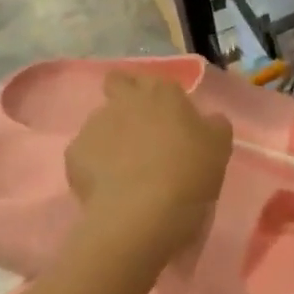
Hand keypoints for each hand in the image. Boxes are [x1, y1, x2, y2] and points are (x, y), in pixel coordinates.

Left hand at [66, 70, 232, 271]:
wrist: (142, 214)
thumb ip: (213, 125)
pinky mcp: (74, 153)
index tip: (168, 117)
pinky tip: (107, 186)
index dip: (159, 96)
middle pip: (117, 83)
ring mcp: (96, 124)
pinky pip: (85, 153)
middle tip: (139, 129)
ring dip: (111, 135)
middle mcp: (126, 100)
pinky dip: (94, 165)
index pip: (154, 79)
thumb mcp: (219, 147)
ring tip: (123, 167)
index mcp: (162, 92)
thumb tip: (207, 120)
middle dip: (124, 97)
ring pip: (101, 121)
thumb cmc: (188, 173)